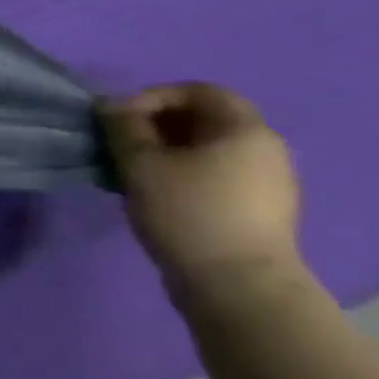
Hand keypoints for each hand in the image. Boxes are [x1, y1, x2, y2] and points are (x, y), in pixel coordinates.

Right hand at [101, 83, 304, 308]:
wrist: (238, 288)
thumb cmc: (189, 212)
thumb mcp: (142, 163)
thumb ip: (123, 127)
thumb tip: (111, 106)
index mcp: (246, 131)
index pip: (201, 91)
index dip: (155, 95)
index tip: (121, 118)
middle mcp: (265, 151)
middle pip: (204, 120)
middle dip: (155, 125)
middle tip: (120, 143)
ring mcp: (266, 185)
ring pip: (207, 150)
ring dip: (164, 151)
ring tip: (129, 169)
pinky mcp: (256, 212)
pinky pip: (214, 176)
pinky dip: (180, 174)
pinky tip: (153, 193)